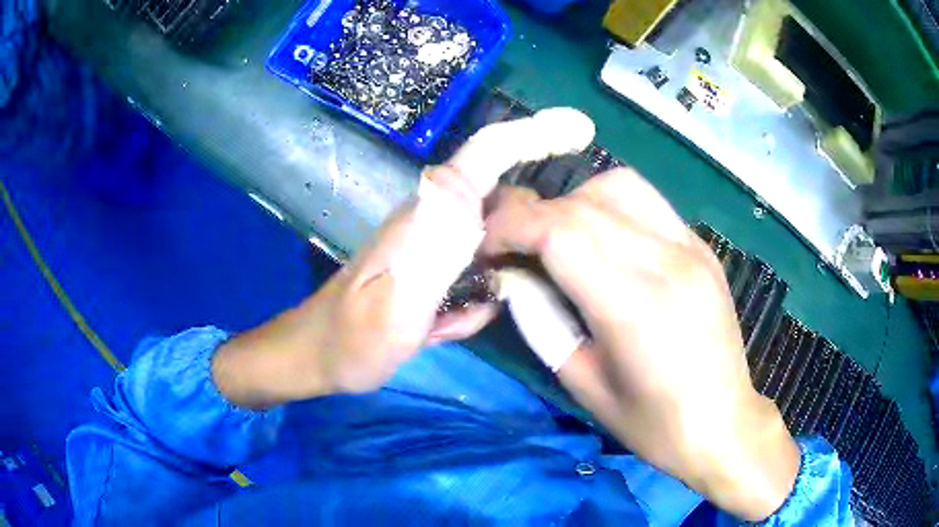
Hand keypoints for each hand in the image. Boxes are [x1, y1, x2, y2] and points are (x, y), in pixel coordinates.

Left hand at [212, 108, 596, 408]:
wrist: (320, 357)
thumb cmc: (351, 340)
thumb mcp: (393, 306)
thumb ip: (432, 251)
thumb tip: (467, 188)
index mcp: (428, 216)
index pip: (484, 157)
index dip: (532, 135)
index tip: (579, 129)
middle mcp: (435, 218)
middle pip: (504, 198)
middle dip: (531, 229)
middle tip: (533, 276)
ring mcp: (435, 244)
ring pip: (497, 238)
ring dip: (503, 274)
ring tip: (461, 318)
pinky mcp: (434, 267)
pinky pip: (479, 270)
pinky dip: (478, 299)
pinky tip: (446, 327)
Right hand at [482, 169, 798, 520]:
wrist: (724, 424)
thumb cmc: (654, 424)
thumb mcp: (584, 385)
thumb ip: (542, 322)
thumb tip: (513, 276)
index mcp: (636, 306)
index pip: (560, 232)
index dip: (512, 227)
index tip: (487, 244)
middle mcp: (668, 261)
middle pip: (583, 204)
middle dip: (534, 216)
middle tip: (512, 244)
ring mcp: (691, 247)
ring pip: (618, 186)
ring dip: (574, 202)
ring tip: (559, 236)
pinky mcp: (702, 247)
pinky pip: (647, 202)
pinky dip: (609, 207)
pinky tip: (603, 238)